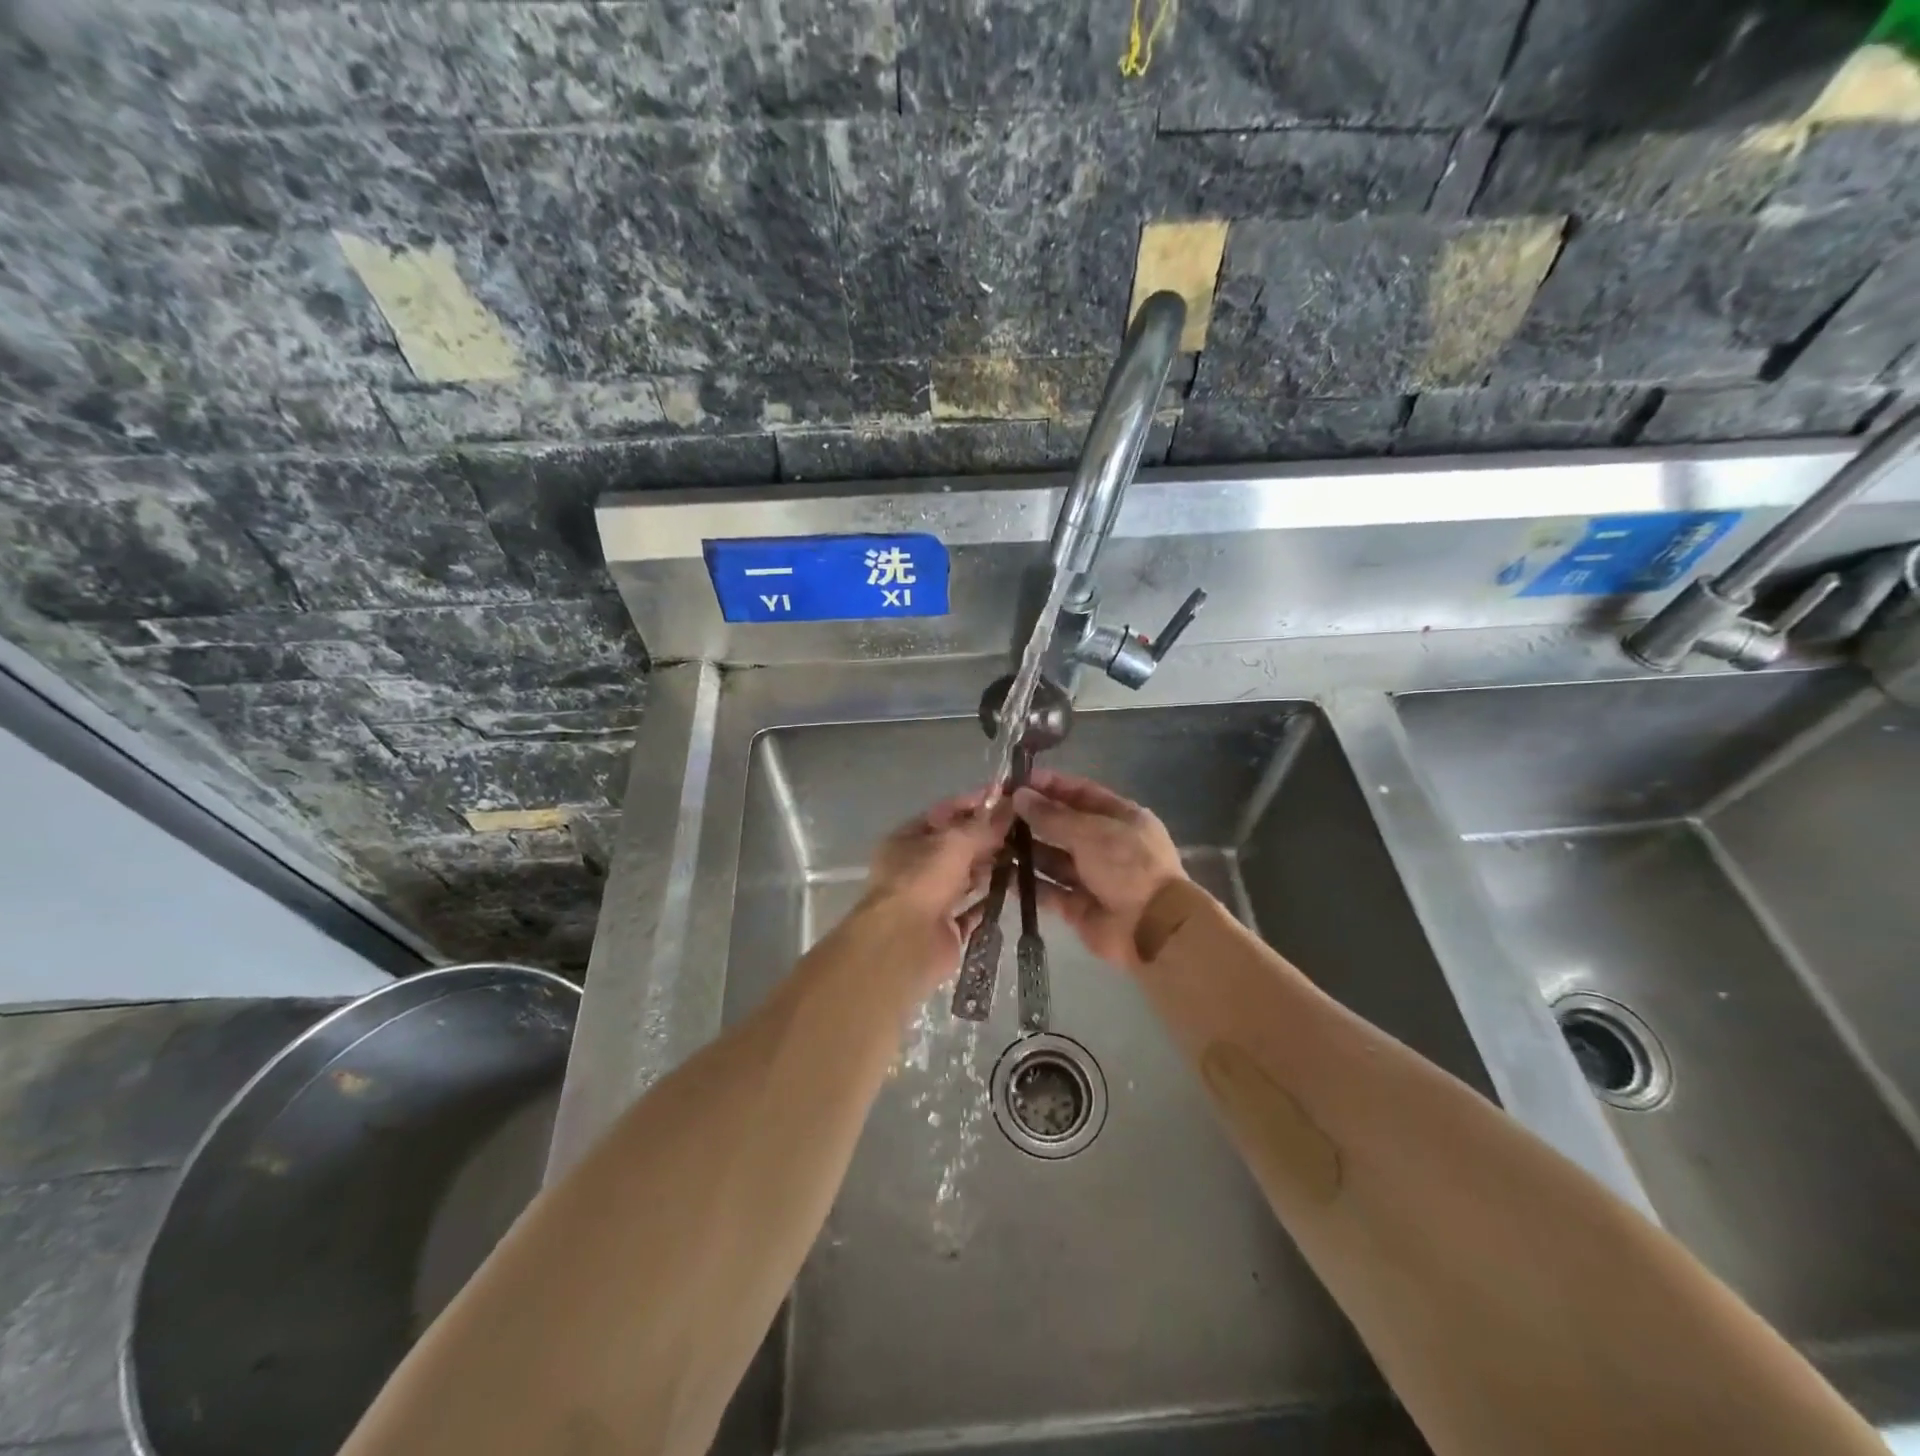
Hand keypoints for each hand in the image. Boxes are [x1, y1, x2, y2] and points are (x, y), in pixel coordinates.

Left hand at [864, 791, 1012, 977]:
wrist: (903, 944)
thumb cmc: (921, 881)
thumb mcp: (954, 842)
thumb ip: (984, 825)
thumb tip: (1010, 804)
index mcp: (907, 839)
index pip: (945, 813)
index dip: (975, 804)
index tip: (1008, 798)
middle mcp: (916, 867)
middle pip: (958, 846)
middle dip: (988, 838)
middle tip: (1025, 829)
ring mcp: (931, 899)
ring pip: (967, 877)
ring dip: (993, 868)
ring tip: (1027, 857)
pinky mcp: (946, 928)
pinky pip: (974, 909)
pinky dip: (992, 900)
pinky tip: (1018, 890)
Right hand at [1013, 770, 1186, 969]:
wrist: (1152, 927)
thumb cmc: (1128, 866)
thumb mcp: (1090, 832)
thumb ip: (1052, 816)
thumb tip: (1019, 795)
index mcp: (1119, 818)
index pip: (1080, 793)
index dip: (1050, 786)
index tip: (1016, 781)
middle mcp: (1105, 844)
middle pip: (1063, 825)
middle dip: (1032, 818)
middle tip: (996, 812)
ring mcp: (1091, 876)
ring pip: (1052, 858)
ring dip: (1025, 850)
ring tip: (991, 841)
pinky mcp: (1078, 906)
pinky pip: (1048, 890)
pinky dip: (1028, 884)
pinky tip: (1000, 875)